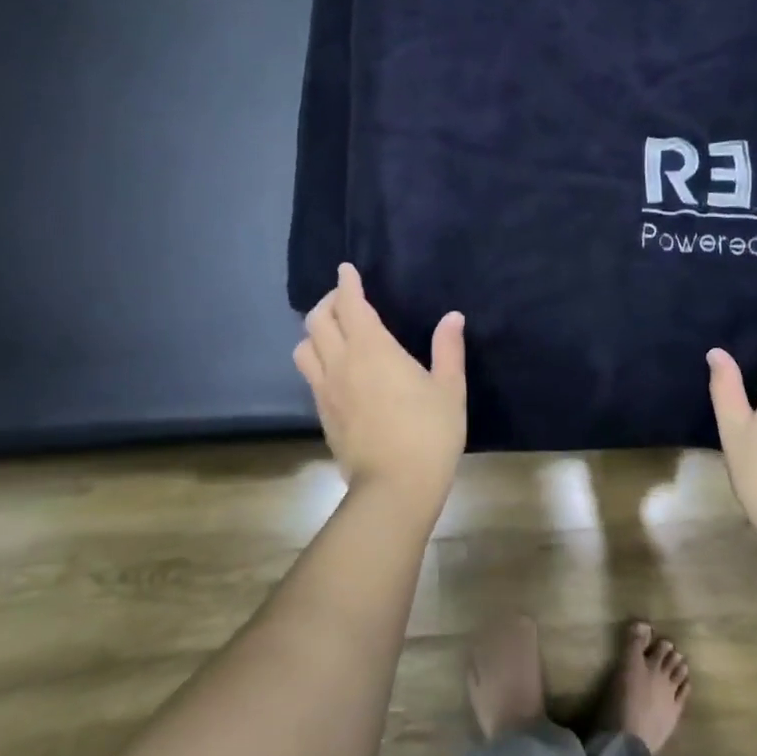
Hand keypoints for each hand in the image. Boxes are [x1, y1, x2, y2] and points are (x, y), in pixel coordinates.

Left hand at [295, 263, 467, 502]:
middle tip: (345, 299)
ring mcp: (326, 389)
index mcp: (373, 349)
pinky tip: (335, 367)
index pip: (350, 304)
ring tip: (333, 331)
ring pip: (303, 347)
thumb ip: (448, 349)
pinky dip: (316, 358)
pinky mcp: (322, 413)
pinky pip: (309, 374)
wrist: (395, 485)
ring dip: (315, 331)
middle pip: (317, 320)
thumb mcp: (450, 388)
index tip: (347, 270)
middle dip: (329, 302)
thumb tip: (452, 317)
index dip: (346, 283)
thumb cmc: (430, 432)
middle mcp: (341, 362)